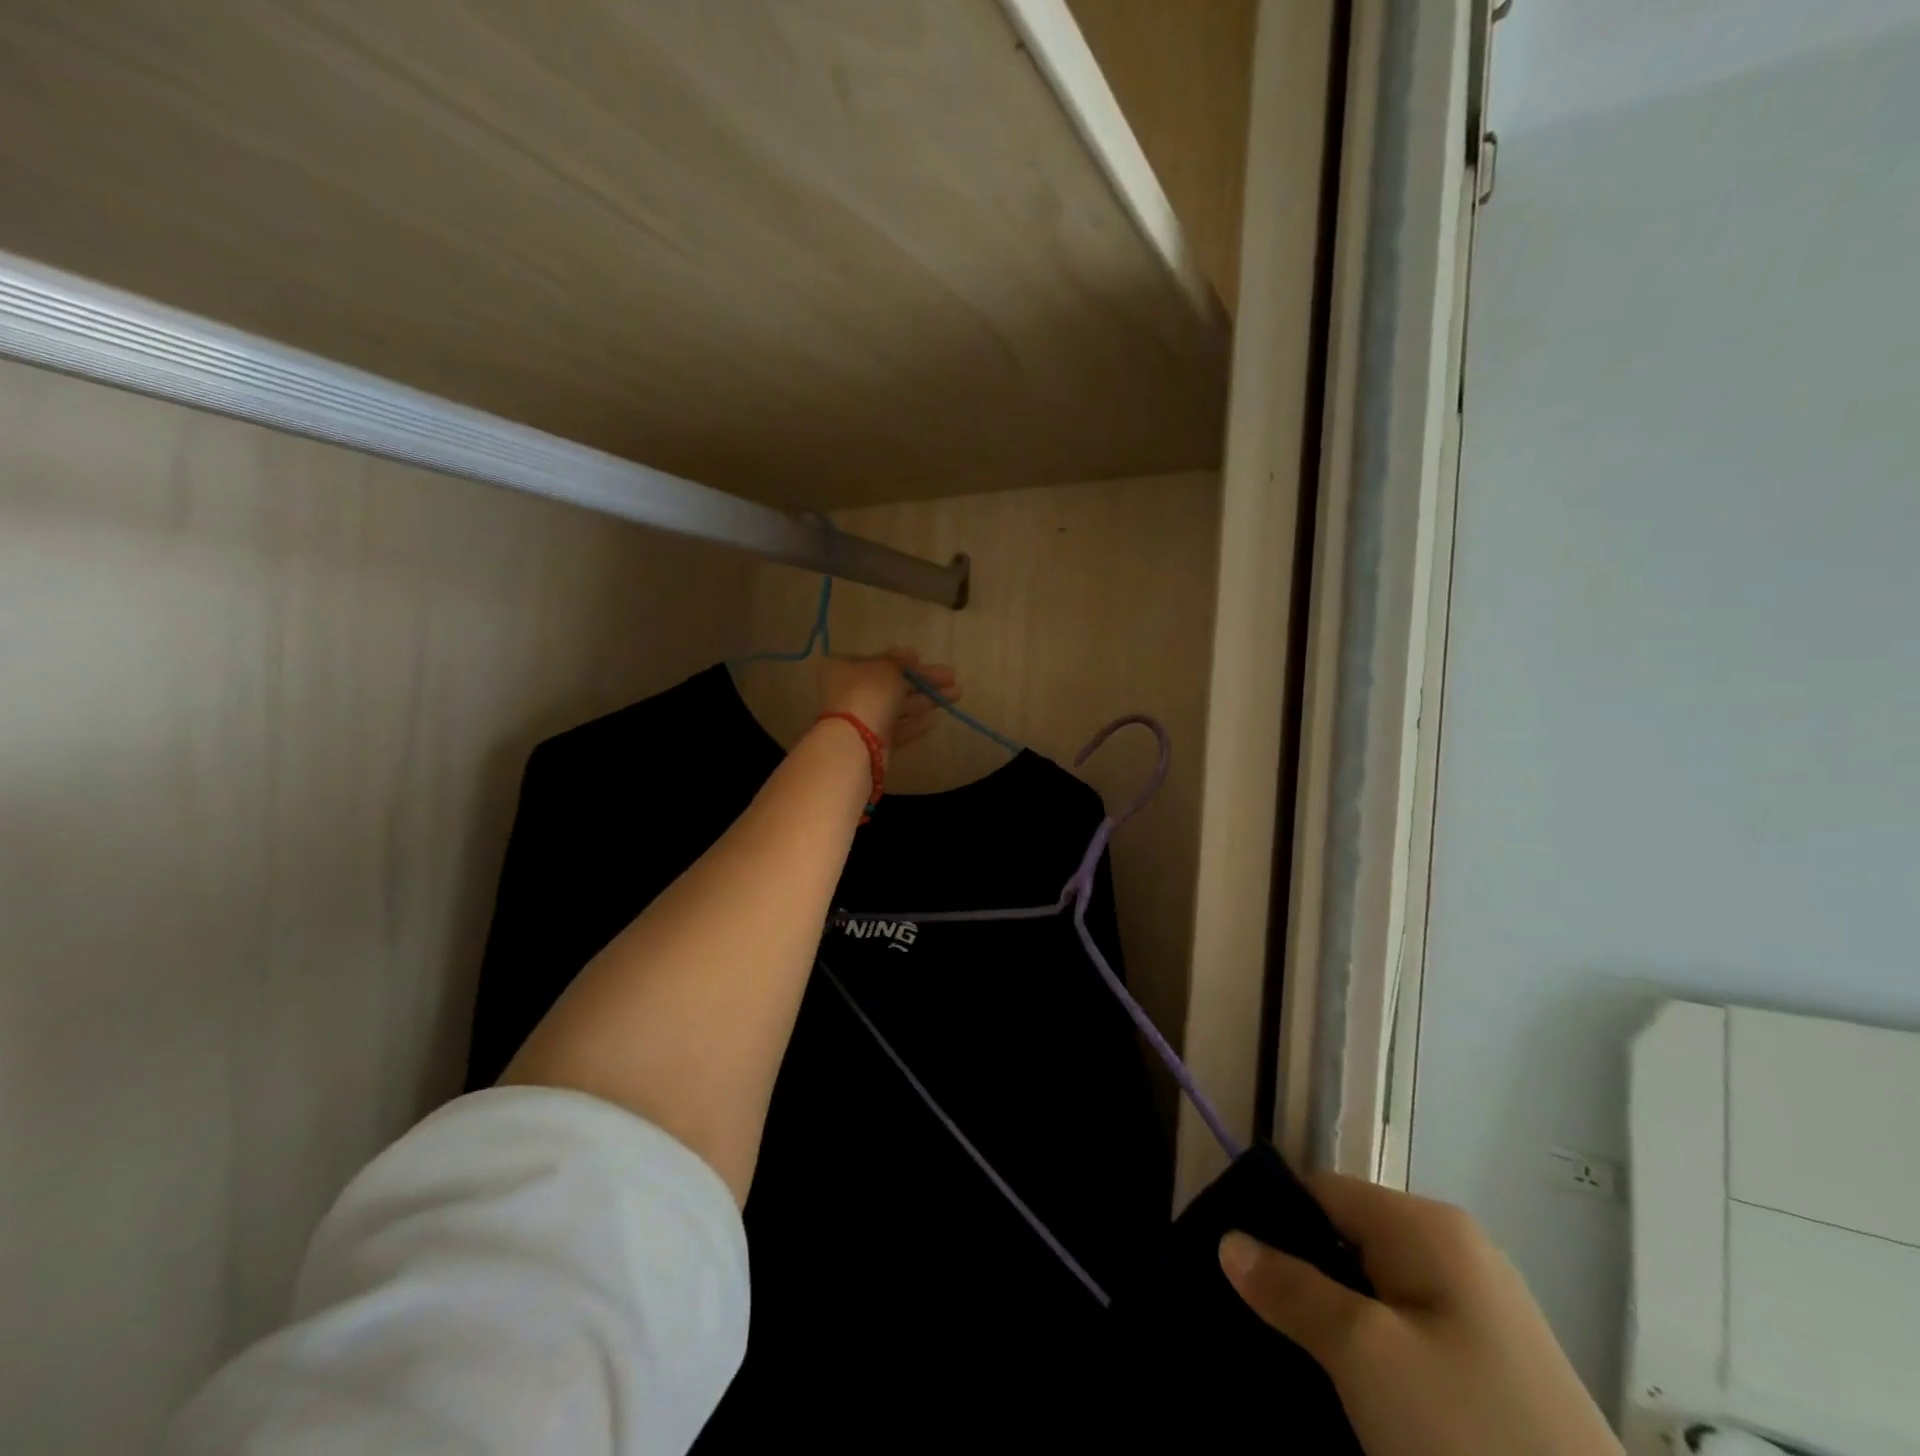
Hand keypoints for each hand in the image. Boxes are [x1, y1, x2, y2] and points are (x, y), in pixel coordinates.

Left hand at [817, 648, 956, 757]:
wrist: (855, 744)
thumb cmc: (868, 694)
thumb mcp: (887, 668)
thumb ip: (899, 661)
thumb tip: (908, 654)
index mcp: (843, 669)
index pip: (876, 661)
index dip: (900, 660)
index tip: (921, 658)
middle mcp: (849, 693)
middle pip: (890, 684)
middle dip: (922, 681)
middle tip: (951, 677)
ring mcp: (860, 721)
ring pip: (897, 707)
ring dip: (925, 700)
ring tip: (956, 695)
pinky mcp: (873, 743)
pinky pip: (896, 729)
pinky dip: (914, 723)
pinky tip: (936, 719)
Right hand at [1220, 1174, 1621, 1455]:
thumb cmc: (1471, 1436)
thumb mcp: (1364, 1356)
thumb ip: (1291, 1288)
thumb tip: (1230, 1241)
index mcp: (1429, 1226)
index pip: (1320, 1190)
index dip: (1270, 1219)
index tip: (1227, 1263)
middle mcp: (1456, 1254)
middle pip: (1345, 1239)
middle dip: (1296, 1275)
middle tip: (1251, 1319)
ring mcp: (1480, 1316)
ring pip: (1372, 1293)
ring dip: (1328, 1320)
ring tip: (1286, 1357)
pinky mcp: (1493, 1373)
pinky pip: (1405, 1337)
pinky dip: (1367, 1354)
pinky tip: (1344, 1392)